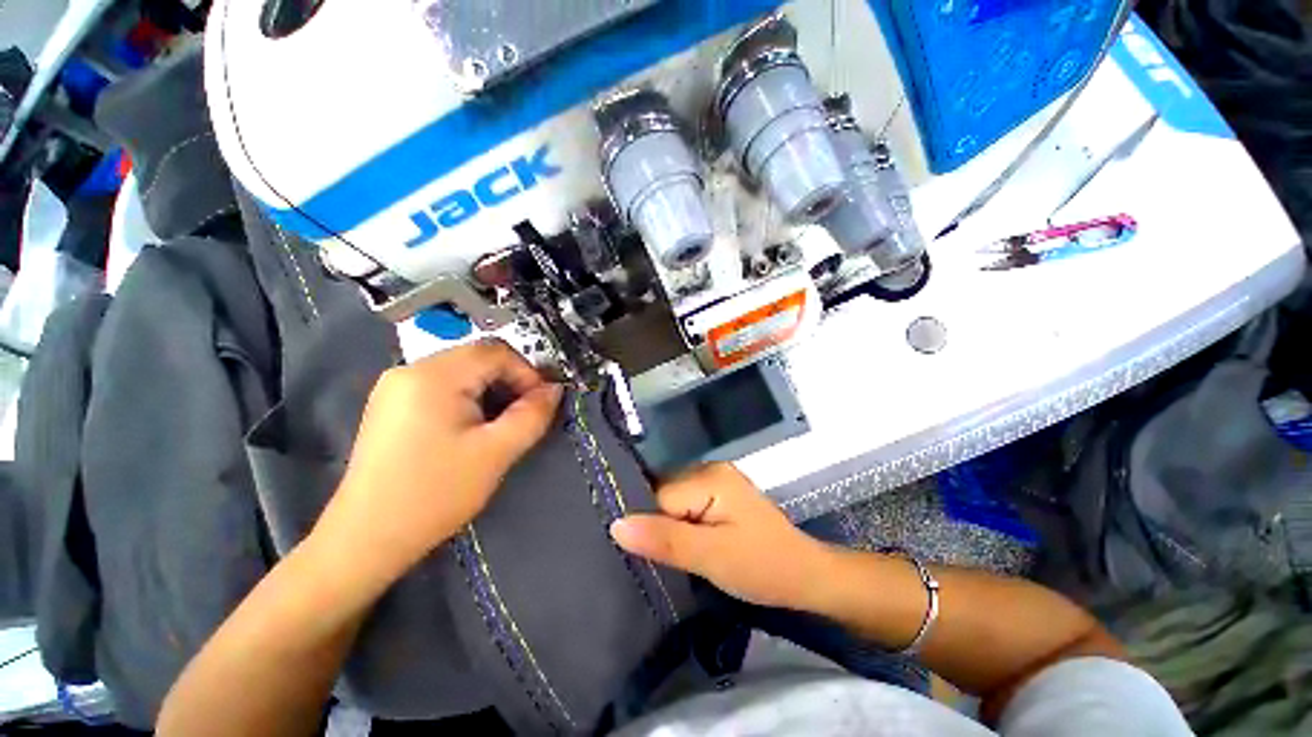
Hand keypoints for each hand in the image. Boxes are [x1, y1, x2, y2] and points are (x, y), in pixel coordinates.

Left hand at [317, 339, 562, 580]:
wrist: (367, 538)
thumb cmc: (436, 493)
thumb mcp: (496, 452)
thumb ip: (533, 414)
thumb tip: (555, 389)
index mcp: (434, 375)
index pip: (496, 352)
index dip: (527, 373)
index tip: (540, 404)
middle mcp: (410, 369)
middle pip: (478, 358)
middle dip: (509, 382)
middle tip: (522, 416)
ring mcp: (396, 386)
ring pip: (462, 371)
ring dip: (490, 391)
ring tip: (499, 425)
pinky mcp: (391, 404)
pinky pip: (442, 386)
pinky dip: (468, 398)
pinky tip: (470, 428)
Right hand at [609, 464, 835, 609]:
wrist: (804, 576)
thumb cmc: (762, 566)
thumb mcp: (711, 557)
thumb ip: (664, 539)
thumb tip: (616, 525)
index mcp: (708, 476)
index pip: (658, 496)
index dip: (649, 526)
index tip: (643, 555)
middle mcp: (708, 469)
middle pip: (662, 495)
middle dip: (657, 525)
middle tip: (657, 560)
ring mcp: (714, 481)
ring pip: (671, 501)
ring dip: (667, 527)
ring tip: (669, 555)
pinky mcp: (718, 496)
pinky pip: (684, 505)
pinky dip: (679, 525)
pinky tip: (682, 544)